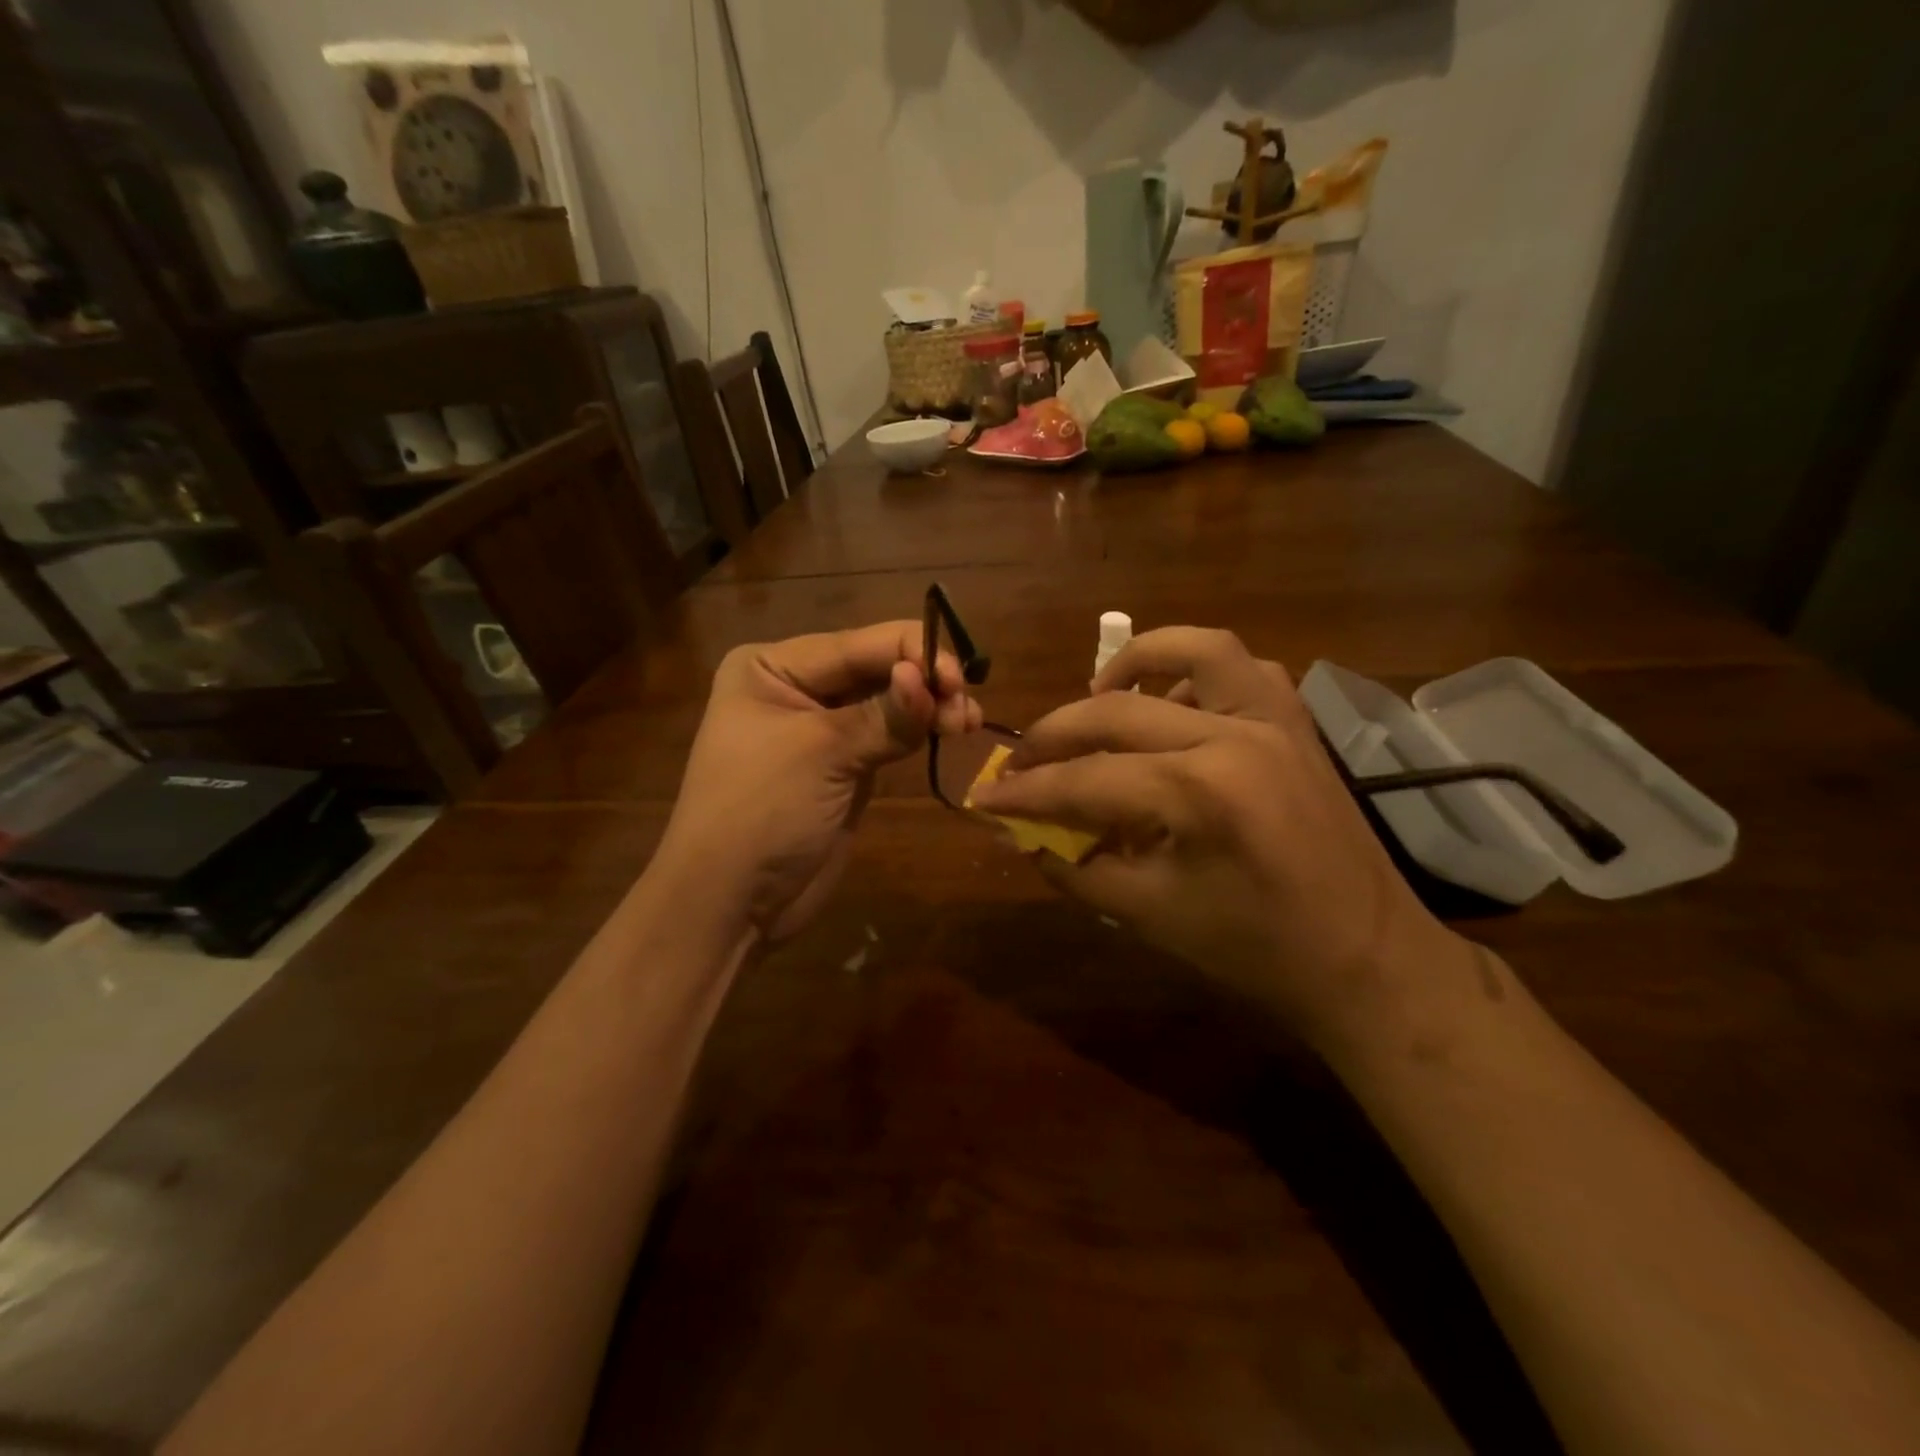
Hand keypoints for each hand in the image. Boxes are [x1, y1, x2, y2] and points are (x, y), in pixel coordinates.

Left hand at [658, 620, 981, 939]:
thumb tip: (930, 676)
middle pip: (875, 668)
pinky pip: (889, 735)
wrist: (731, 904)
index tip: (959, 679)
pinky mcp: (844, 765)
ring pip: (888, 701)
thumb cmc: (761, 812)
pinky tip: (950, 731)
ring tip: (967, 722)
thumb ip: (885, 715)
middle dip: (925, 682)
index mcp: (771, 667)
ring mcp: (822, 728)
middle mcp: (796, 687)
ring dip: (930, 707)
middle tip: (967, 708)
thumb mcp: (822, 754)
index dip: (913, 653)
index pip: (856, 645)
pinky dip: (920, 731)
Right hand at [969, 627, 1454, 1036]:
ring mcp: (1275, 721)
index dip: (1025, 792)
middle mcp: (1236, 736)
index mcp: (1200, 794)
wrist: (1367, 960)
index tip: (983, 797)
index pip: (1084, 781)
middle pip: (1118, 711)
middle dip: (1054, 734)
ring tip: (1097, 694)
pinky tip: (1173, 704)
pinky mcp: (1297, 724)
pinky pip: (1243, 669)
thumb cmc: (1256, 952)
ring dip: (1135, 662)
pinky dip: (1197, 672)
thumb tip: (1020, 834)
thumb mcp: (1149, 916)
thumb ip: (1075, 866)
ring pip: (1196, 649)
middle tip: (1020, 761)